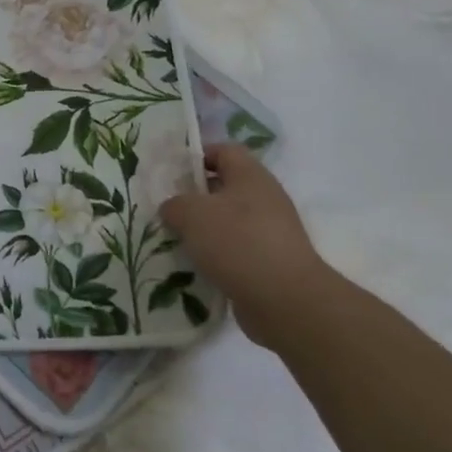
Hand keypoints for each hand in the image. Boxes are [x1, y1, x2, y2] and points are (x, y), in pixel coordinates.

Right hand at [161, 143, 335, 349]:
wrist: (285, 300)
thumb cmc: (237, 241)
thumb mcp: (191, 213)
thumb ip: (174, 204)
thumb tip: (173, 208)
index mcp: (250, 176)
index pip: (223, 150)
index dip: (197, 155)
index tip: (171, 172)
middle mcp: (264, 199)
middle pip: (224, 187)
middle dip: (194, 197)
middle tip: (166, 208)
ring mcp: (270, 232)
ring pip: (227, 221)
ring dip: (202, 230)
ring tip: (174, 240)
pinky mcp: (269, 262)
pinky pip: (235, 251)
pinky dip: (215, 256)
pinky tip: (194, 266)